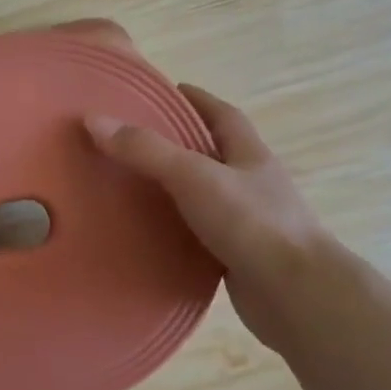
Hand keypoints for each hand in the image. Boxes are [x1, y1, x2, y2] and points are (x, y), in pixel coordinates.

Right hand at [86, 86, 327, 351]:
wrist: (296, 295)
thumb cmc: (253, 224)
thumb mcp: (194, 177)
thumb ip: (146, 151)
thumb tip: (94, 119)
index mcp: (249, 154)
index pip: (222, 115)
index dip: (195, 100)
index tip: (162, 94)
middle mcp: (251, 183)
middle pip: (212, 154)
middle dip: (177, 144)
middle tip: (131, 142)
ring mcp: (247, 222)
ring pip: (204, 196)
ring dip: (174, 190)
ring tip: (130, 187)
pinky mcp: (237, 256)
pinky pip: (199, 234)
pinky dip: (176, 231)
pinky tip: (148, 235)